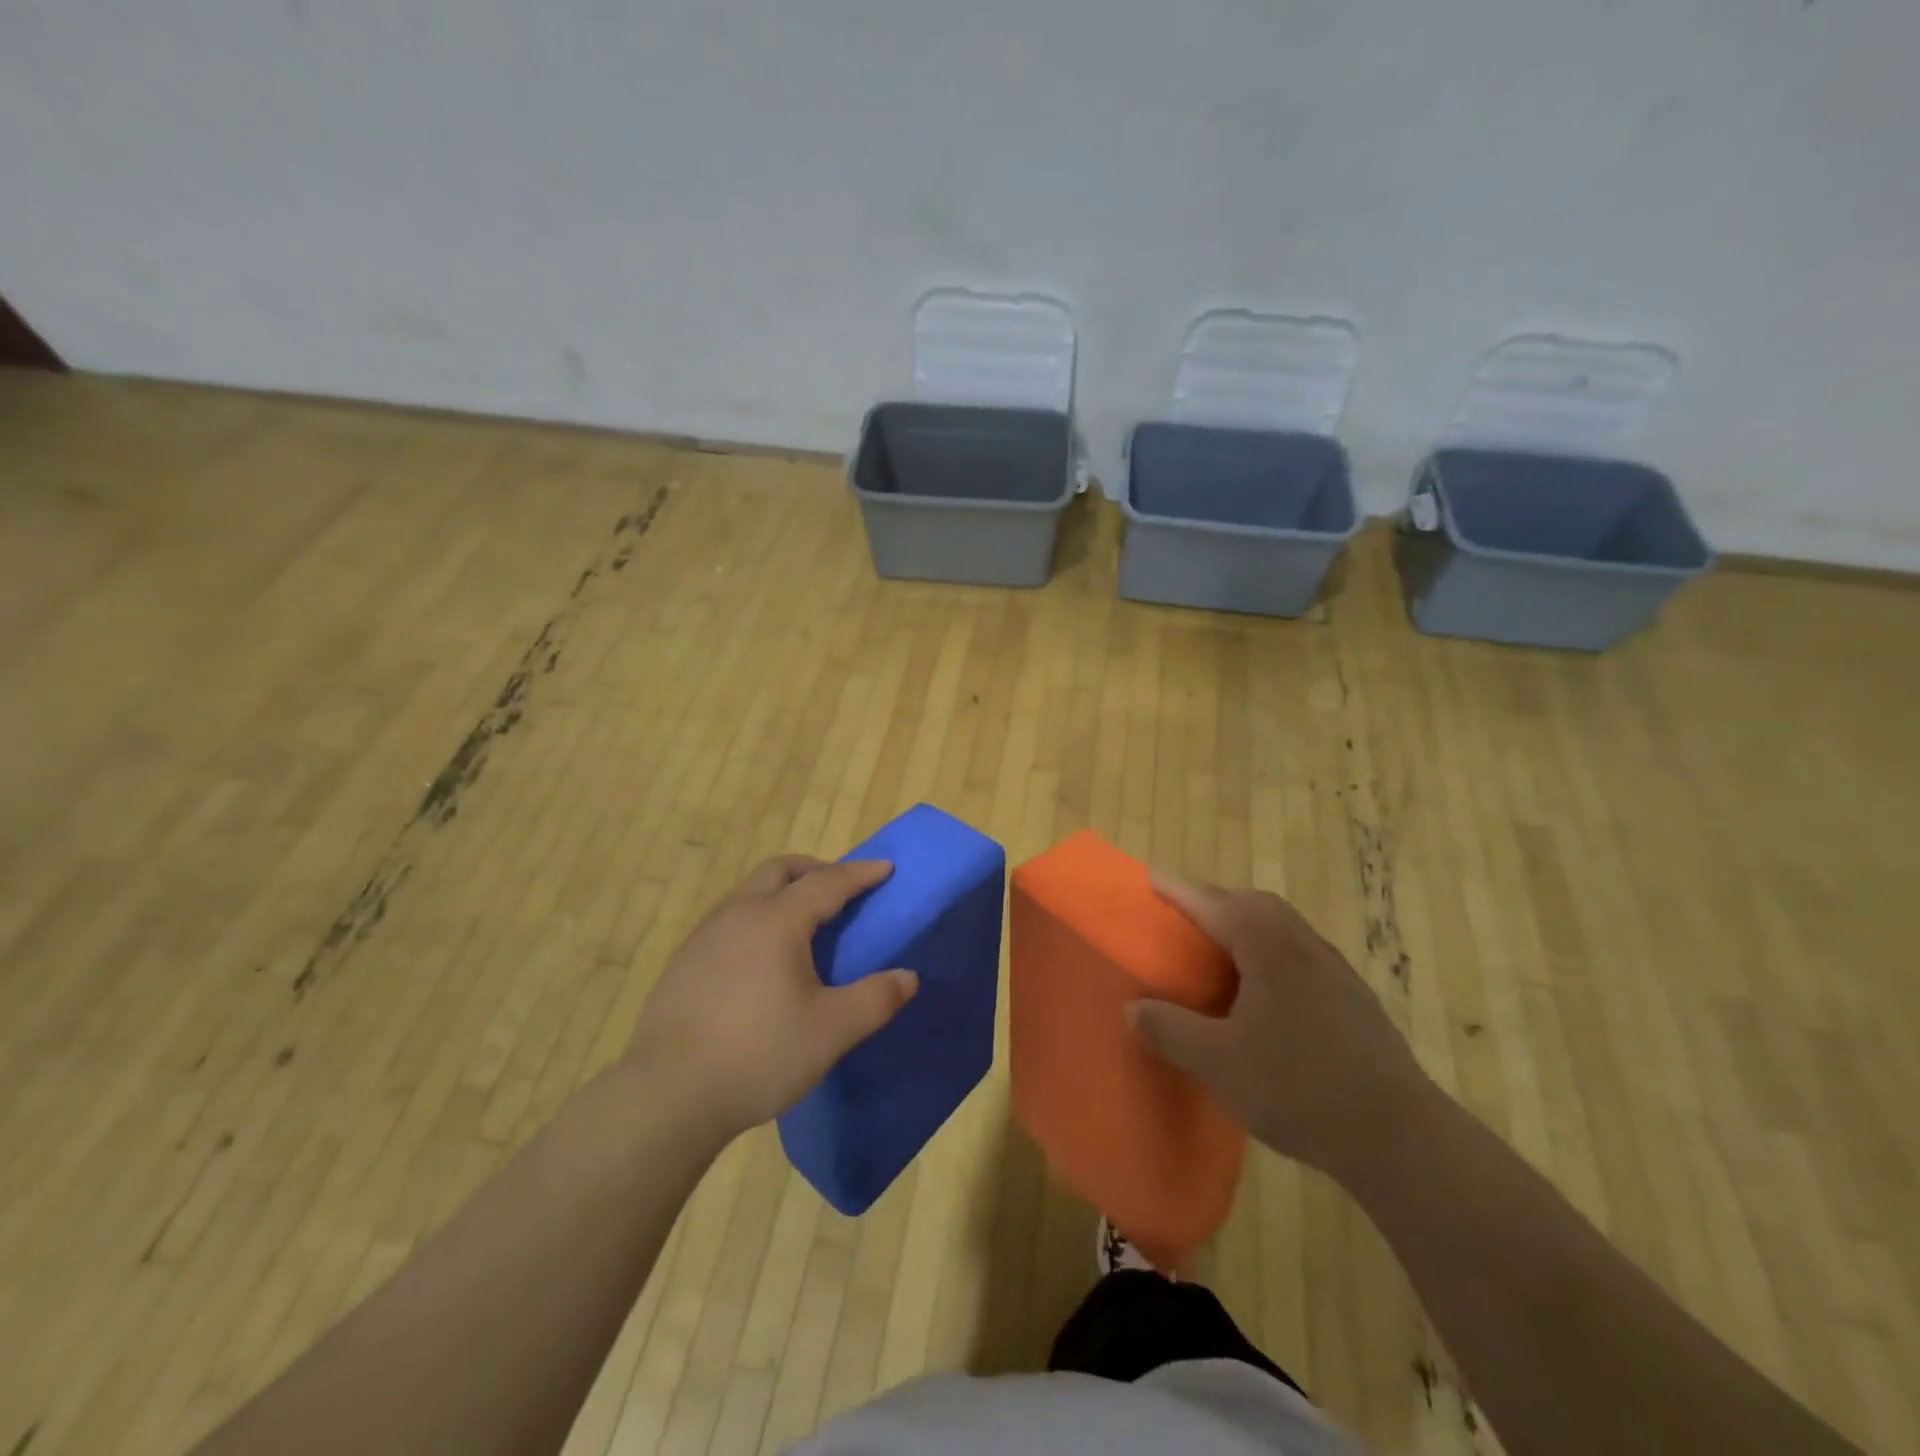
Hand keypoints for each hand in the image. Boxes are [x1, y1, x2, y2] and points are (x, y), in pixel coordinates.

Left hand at [623, 856, 918, 1142]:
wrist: (667, 1096)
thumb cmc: (759, 1054)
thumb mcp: (831, 1030)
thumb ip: (876, 999)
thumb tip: (908, 977)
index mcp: (776, 920)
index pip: (827, 882)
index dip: (860, 874)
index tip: (886, 868)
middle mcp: (738, 914)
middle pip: (780, 870)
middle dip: (816, 870)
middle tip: (842, 891)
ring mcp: (704, 937)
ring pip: (749, 892)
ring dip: (782, 892)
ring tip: (804, 925)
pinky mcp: (683, 963)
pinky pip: (729, 920)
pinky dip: (757, 918)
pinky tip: (762, 960)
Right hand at [1127, 873, 1435, 1183]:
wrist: (1400, 1136)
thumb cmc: (1300, 1088)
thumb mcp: (1219, 1063)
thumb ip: (1170, 1030)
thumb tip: (1133, 1008)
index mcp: (1268, 948)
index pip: (1213, 904)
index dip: (1179, 891)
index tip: (1150, 878)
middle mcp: (1303, 945)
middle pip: (1253, 904)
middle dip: (1215, 901)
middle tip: (1182, 915)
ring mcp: (1334, 970)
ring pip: (1281, 927)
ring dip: (1245, 924)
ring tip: (1217, 949)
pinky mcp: (1353, 998)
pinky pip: (1299, 953)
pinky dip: (1270, 951)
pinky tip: (1261, 991)